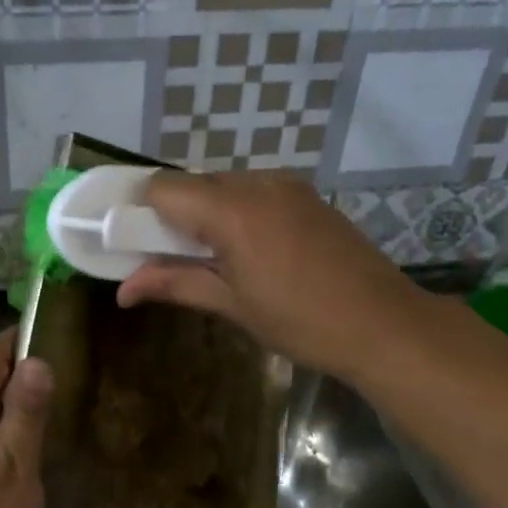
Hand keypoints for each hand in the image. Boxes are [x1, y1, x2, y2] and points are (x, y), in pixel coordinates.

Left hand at [0, 330, 52, 507]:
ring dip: (17, 400)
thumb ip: (25, 416)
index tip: (59, 329)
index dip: (20, 340)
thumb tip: (36, 359)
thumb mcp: (15, 471)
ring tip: (60, 396)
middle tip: (72, 363)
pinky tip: (32, 440)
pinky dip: (8, 426)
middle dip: (23, 368)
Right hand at [117, 171, 418, 382]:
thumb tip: (123, 291)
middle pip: (191, 184)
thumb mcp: (232, 305)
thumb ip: (174, 285)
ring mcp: (287, 185)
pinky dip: (234, 212)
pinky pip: (253, 191)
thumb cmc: (301, 322)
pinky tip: (247, 250)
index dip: (138, 211)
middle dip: (170, 216)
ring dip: (203, 214)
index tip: (130, 242)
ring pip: (222, 185)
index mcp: (232, 210)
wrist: (384, 324)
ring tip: (212, 260)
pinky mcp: (307, 195)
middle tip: (167, 259)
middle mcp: (256, 183)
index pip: (162, 188)